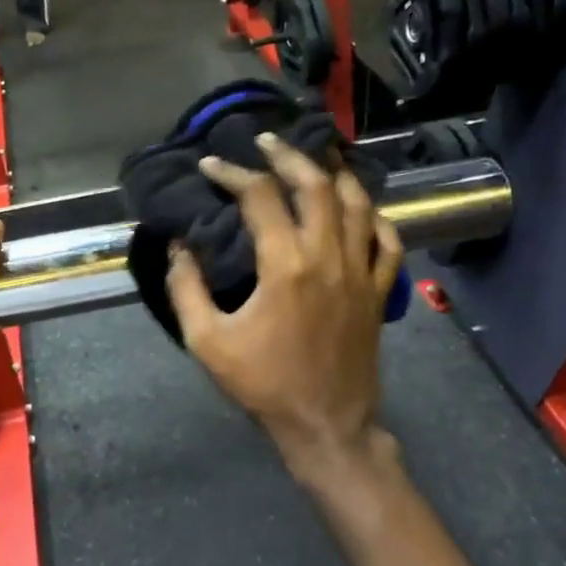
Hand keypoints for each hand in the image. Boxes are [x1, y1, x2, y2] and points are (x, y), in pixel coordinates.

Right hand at [167, 134, 402, 485]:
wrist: (326, 424)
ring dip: (334, 173)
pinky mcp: (379, 290)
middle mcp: (329, 256)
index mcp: (285, 265)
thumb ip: (186, 288)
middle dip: (289, 155)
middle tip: (267, 141)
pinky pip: (387, 240)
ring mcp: (361, 271)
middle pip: (316, 185)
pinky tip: (359, 208)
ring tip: (316, 157)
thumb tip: (179, 246)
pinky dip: (374, 216)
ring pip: (357, 204)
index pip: (260, 197)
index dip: (233, 174)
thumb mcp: (208, 341)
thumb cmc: (264, 384)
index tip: (211, 165)